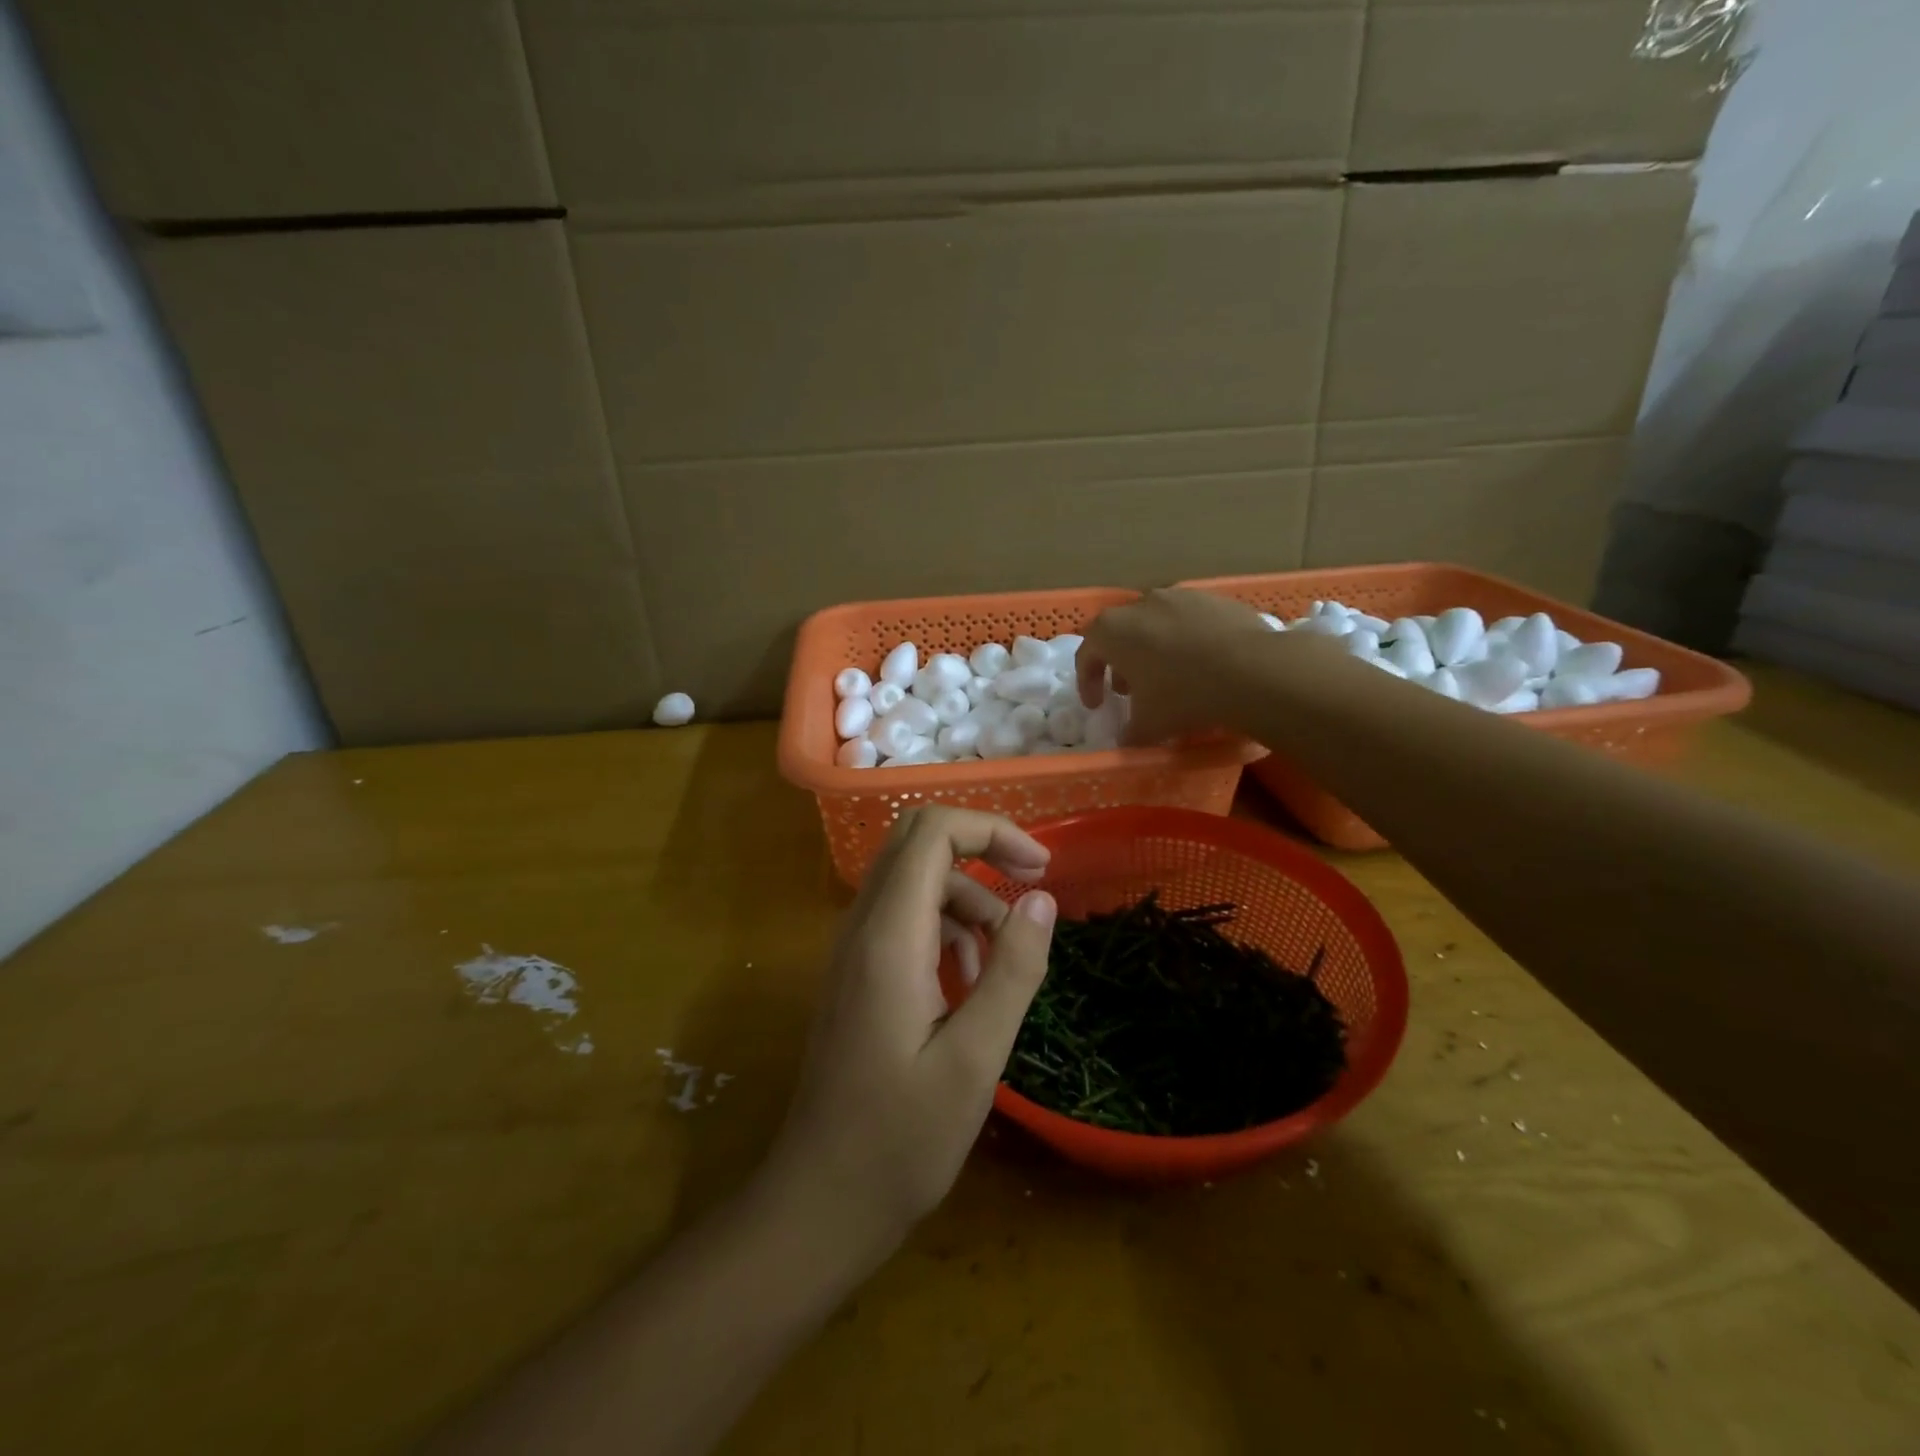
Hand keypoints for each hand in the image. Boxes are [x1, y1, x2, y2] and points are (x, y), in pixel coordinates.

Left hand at [760, 808, 1058, 1261]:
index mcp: (888, 937)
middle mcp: (862, 927)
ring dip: (968, 899)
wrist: (820, 1199)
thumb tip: (1042, 899)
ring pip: (914, 879)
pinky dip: (946, 928)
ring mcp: (853, 948)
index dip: (992, 830)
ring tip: (1003, 962)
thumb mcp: (976, 1059)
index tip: (1042, 868)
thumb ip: (1013, 971)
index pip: (931, 833)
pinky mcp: (857, 972)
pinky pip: (904, 917)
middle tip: (1033, 886)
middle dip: (981, 847)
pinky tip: (969, 983)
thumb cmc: (901, 1139)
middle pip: (916, 840)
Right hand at [1077, 588, 1307, 744]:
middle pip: (1120, 634)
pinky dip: (1186, 640)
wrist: (1253, 670)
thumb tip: (1127, 738)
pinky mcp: (1213, 598)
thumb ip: (1128, 732)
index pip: (1086, 654)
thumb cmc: (1184, 696)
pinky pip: (1189, 621)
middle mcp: (1140, 604)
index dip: (1087, 682)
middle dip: (1120, 663)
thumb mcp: (1148, 726)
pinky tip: (1203, 664)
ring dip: (1153, 649)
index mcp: (1112, 631)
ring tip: (1168, 676)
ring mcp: (1179, 596)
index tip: (1097, 706)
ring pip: (1155, 624)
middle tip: (1130, 691)